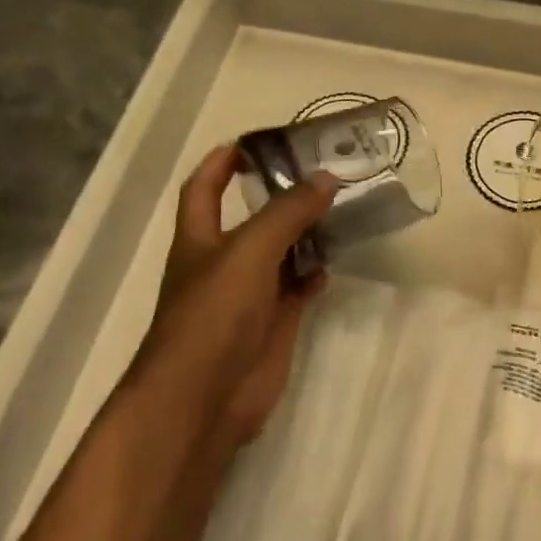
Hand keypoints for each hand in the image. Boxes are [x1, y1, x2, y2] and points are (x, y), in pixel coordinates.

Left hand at [136, 144, 338, 446]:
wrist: (204, 398)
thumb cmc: (213, 315)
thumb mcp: (249, 251)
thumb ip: (288, 212)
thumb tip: (327, 177)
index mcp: (200, 239)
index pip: (204, 188)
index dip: (221, 163)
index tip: (255, 142)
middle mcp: (223, 262)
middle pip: (252, 218)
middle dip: (281, 195)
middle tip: (323, 173)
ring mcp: (249, 295)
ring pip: (281, 253)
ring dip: (306, 234)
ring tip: (340, 212)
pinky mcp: (272, 323)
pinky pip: (297, 288)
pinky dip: (314, 275)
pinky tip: (332, 265)